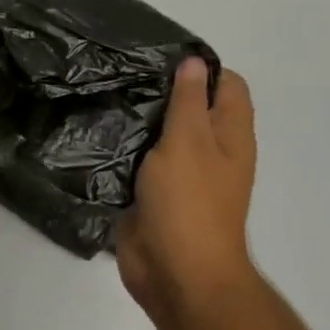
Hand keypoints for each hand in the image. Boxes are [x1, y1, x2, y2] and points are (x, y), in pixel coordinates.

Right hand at [116, 58, 257, 324]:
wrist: (175, 271)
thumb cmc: (189, 202)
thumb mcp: (189, 141)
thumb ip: (188, 101)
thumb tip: (193, 62)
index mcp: (231, 136)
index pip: (226, 85)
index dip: (200, 68)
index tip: (158, 58)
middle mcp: (210, 152)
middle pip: (193, 108)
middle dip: (163, 91)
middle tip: (122, 75)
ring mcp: (182, 175)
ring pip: (162, 136)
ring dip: (140, 121)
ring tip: (105, 98)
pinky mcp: (153, 195)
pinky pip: (140, 163)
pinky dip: (125, 150)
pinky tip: (98, 136)